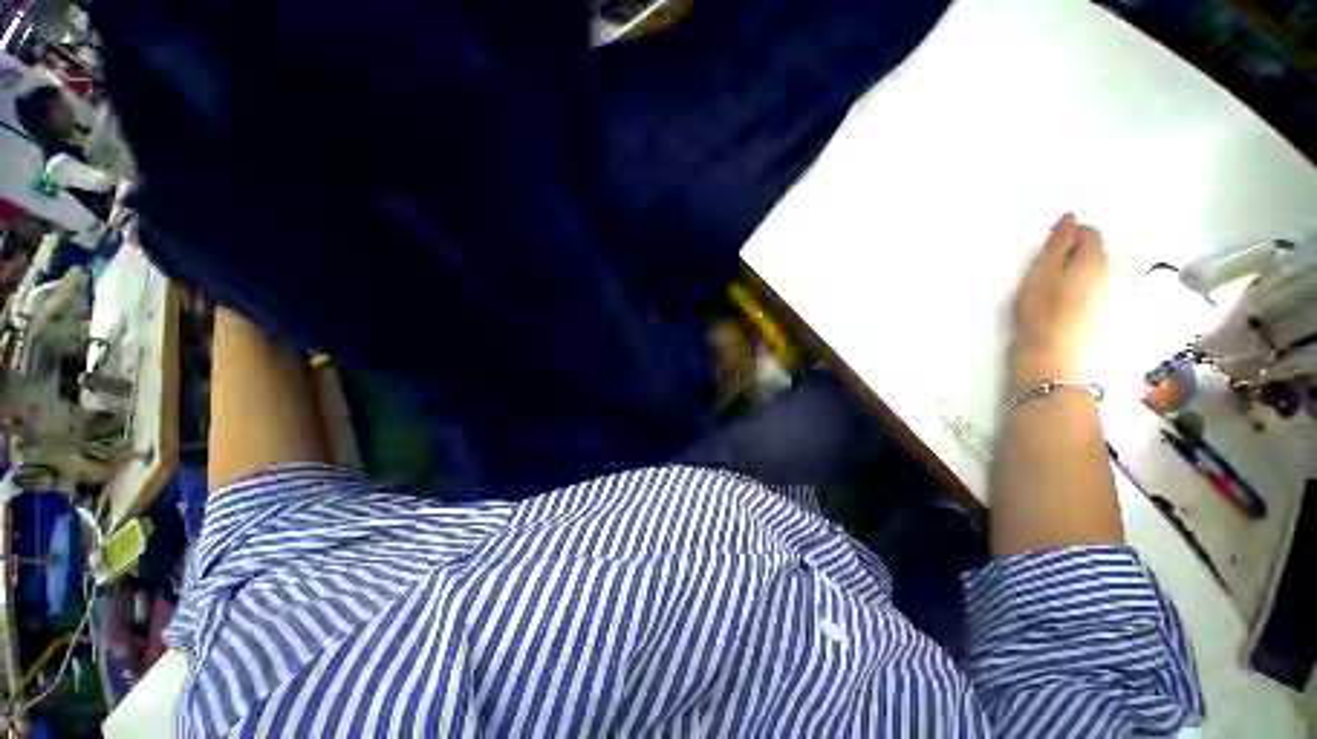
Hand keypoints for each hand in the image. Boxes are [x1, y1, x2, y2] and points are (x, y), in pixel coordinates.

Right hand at [1010, 214, 1110, 390]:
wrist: (1055, 356)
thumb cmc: (1042, 310)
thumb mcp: (1041, 272)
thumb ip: (1057, 243)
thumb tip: (1071, 217)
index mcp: (1095, 257)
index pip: (1089, 233)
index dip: (1069, 236)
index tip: (1048, 249)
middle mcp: (1113, 271)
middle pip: (1097, 253)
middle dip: (1077, 256)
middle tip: (1049, 272)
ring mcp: (1116, 295)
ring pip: (1100, 274)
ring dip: (1083, 275)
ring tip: (1058, 292)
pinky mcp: (1112, 315)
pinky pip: (1100, 293)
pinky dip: (1087, 292)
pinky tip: (1069, 307)